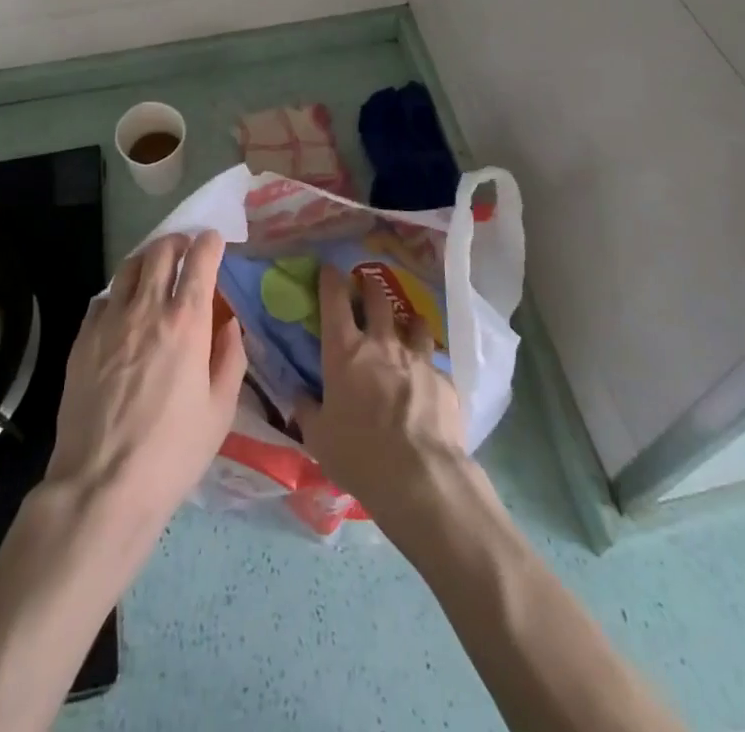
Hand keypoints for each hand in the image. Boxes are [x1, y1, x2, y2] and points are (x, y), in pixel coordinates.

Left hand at [43, 230, 246, 535]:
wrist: (101, 485)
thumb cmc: (172, 452)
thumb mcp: (220, 410)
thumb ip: (230, 357)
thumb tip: (230, 323)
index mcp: (186, 322)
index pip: (200, 260)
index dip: (210, 242)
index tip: (215, 241)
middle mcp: (147, 309)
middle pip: (161, 251)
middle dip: (178, 242)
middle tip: (186, 250)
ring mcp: (110, 321)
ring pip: (129, 267)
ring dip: (148, 259)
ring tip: (156, 269)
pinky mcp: (82, 339)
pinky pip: (103, 298)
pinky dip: (120, 293)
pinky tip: (124, 310)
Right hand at [295, 263, 470, 534]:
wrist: (420, 477)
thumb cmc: (358, 455)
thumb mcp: (319, 438)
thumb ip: (308, 410)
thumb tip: (299, 396)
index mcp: (345, 352)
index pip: (334, 301)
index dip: (331, 280)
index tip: (330, 269)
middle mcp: (382, 344)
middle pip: (378, 300)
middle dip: (371, 286)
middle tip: (368, 281)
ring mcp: (417, 359)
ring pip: (415, 323)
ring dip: (408, 320)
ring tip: (407, 324)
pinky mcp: (445, 381)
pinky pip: (436, 364)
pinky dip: (429, 366)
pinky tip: (429, 381)